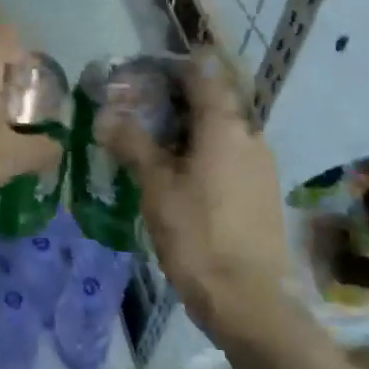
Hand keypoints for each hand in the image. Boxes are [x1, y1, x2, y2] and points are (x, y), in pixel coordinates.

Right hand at [102, 51, 291, 338]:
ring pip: (222, 129)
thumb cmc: (198, 235)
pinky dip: (206, 151)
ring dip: (191, 127)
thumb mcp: (156, 187)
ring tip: (155, 143)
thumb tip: (106, 117)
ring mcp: (261, 164)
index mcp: (224, 124)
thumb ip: (133, 144)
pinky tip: (181, 174)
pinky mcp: (263, 191)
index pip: (204, 72)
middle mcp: (249, 134)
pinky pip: (231, 153)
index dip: (175, 65)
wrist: (251, 303)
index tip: (147, 71)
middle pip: (213, 99)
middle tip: (141, 108)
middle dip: (177, 98)